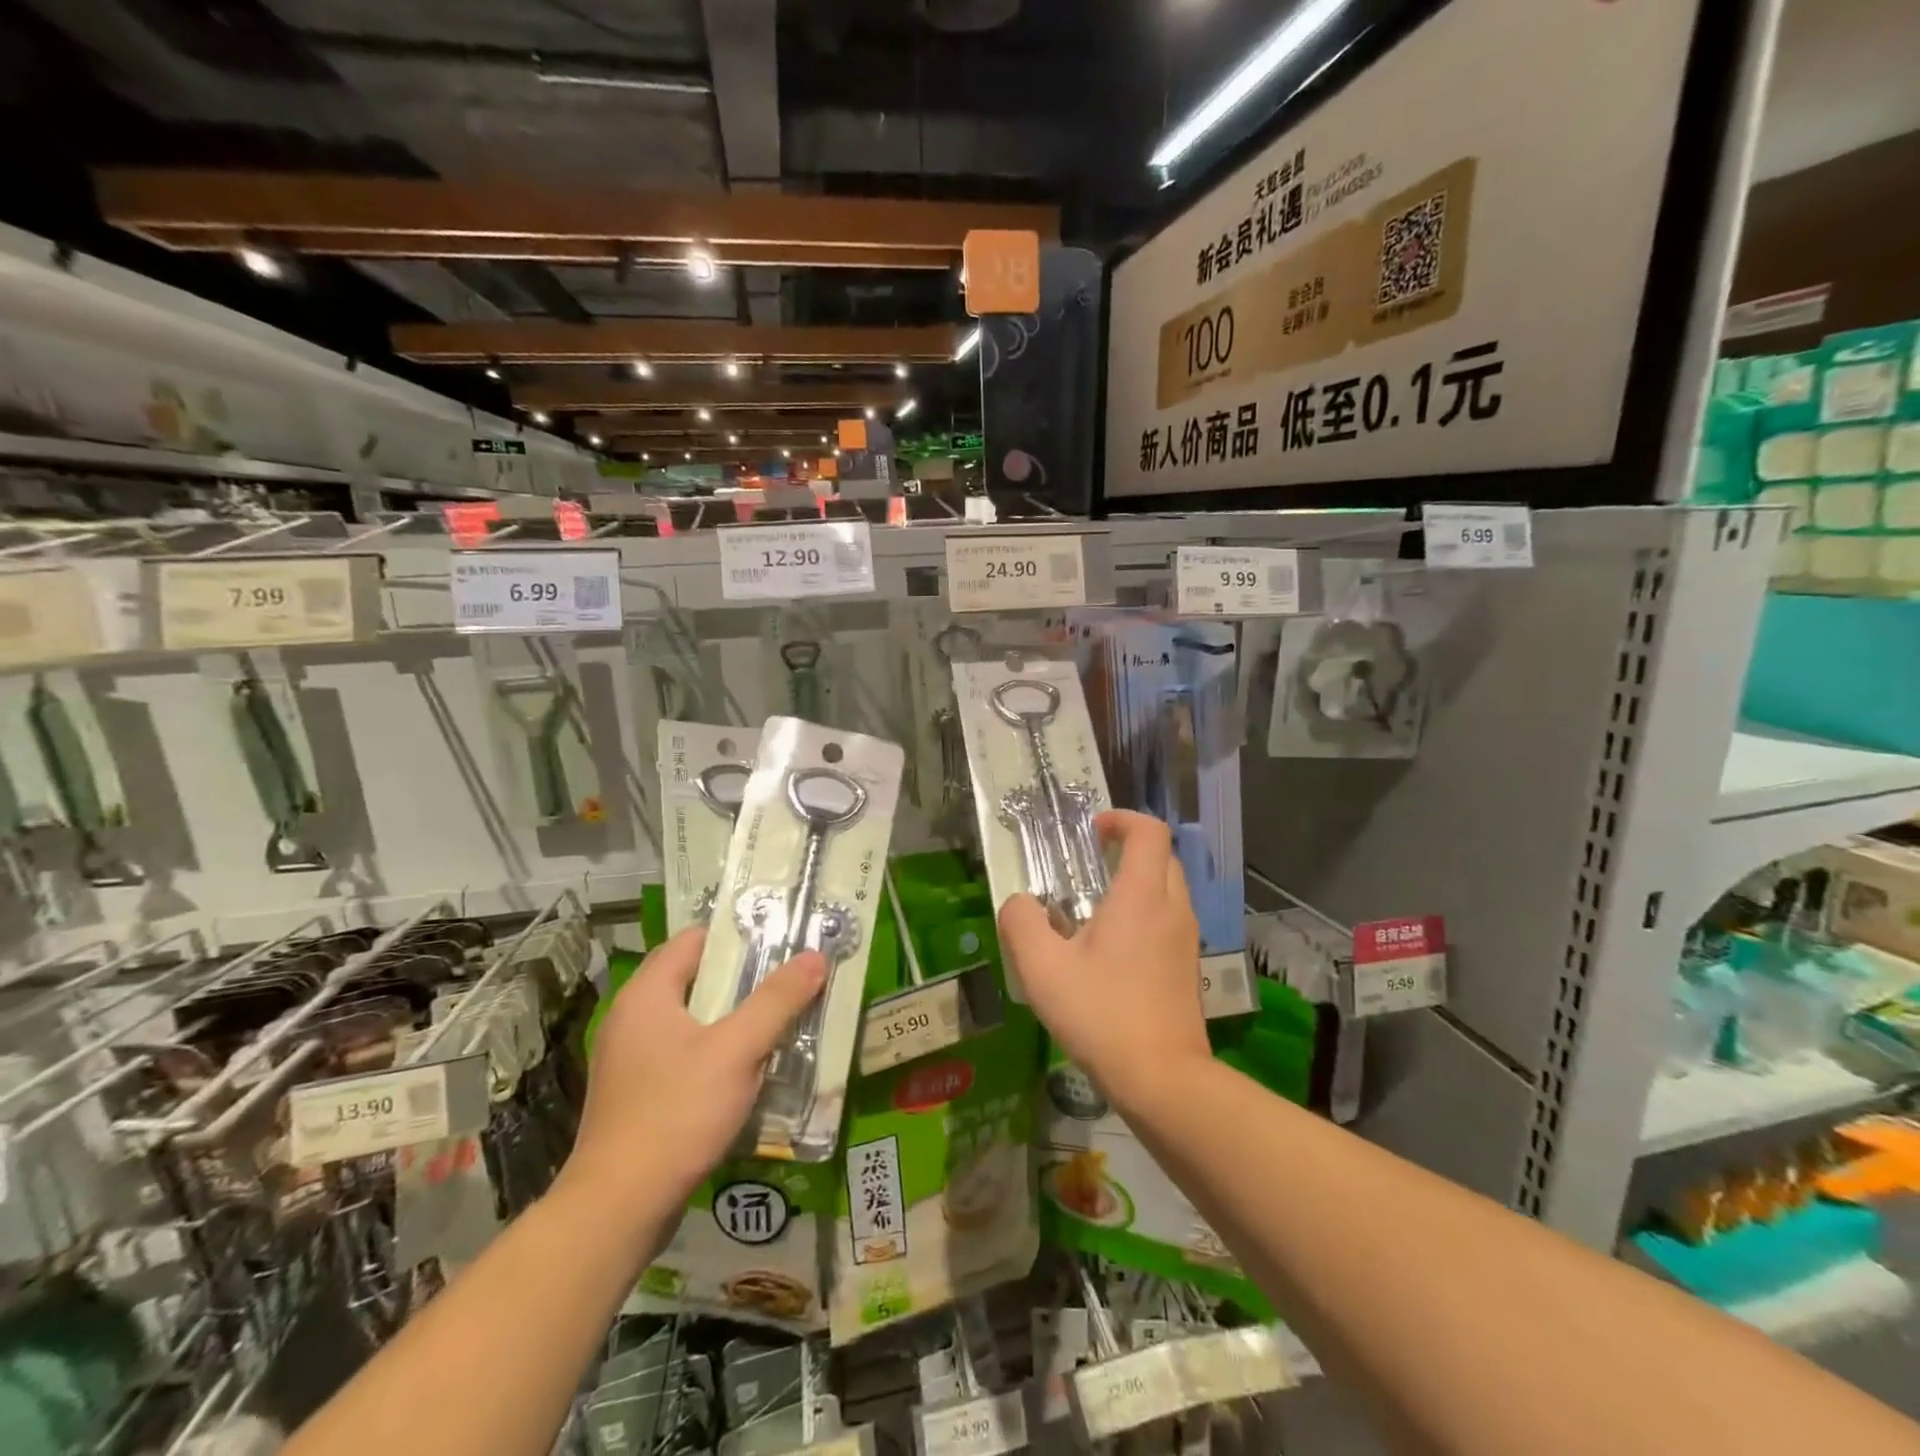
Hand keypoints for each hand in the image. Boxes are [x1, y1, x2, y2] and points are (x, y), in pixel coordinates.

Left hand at [559, 927, 825, 1220]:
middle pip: (696, 978)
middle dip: (744, 978)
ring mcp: (631, 1057)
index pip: (695, 939)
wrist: (618, 1209)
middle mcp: (632, 1016)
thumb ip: (777, 1000)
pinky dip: (716, 1050)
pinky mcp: (637, 1092)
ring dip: (734, 1018)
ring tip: (778, 1022)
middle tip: (789, 981)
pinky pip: (684, 1052)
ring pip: (693, 1018)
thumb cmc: (676, 1114)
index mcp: (647, 993)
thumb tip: (816, 956)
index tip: (781, 943)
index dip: (739, 935)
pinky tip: (747, 1068)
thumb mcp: (737, 1051)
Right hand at [997, 810, 1210, 1111]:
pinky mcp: (1189, 967)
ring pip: (1169, 888)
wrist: (1163, 1080)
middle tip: (1090, 865)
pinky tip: (1113, 950)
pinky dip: (1146, 914)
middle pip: (1162, 856)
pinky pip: (1170, 919)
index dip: (1121, 820)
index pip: (1149, 831)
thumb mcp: (1042, 968)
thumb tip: (1020, 903)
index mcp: (1141, 896)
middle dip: (1128, 849)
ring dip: (1137, 882)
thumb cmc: (1101, 1014)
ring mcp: (1186, 939)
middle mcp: (1172, 908)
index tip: (1091, 834)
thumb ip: (1021, 922)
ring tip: (1095, 909)